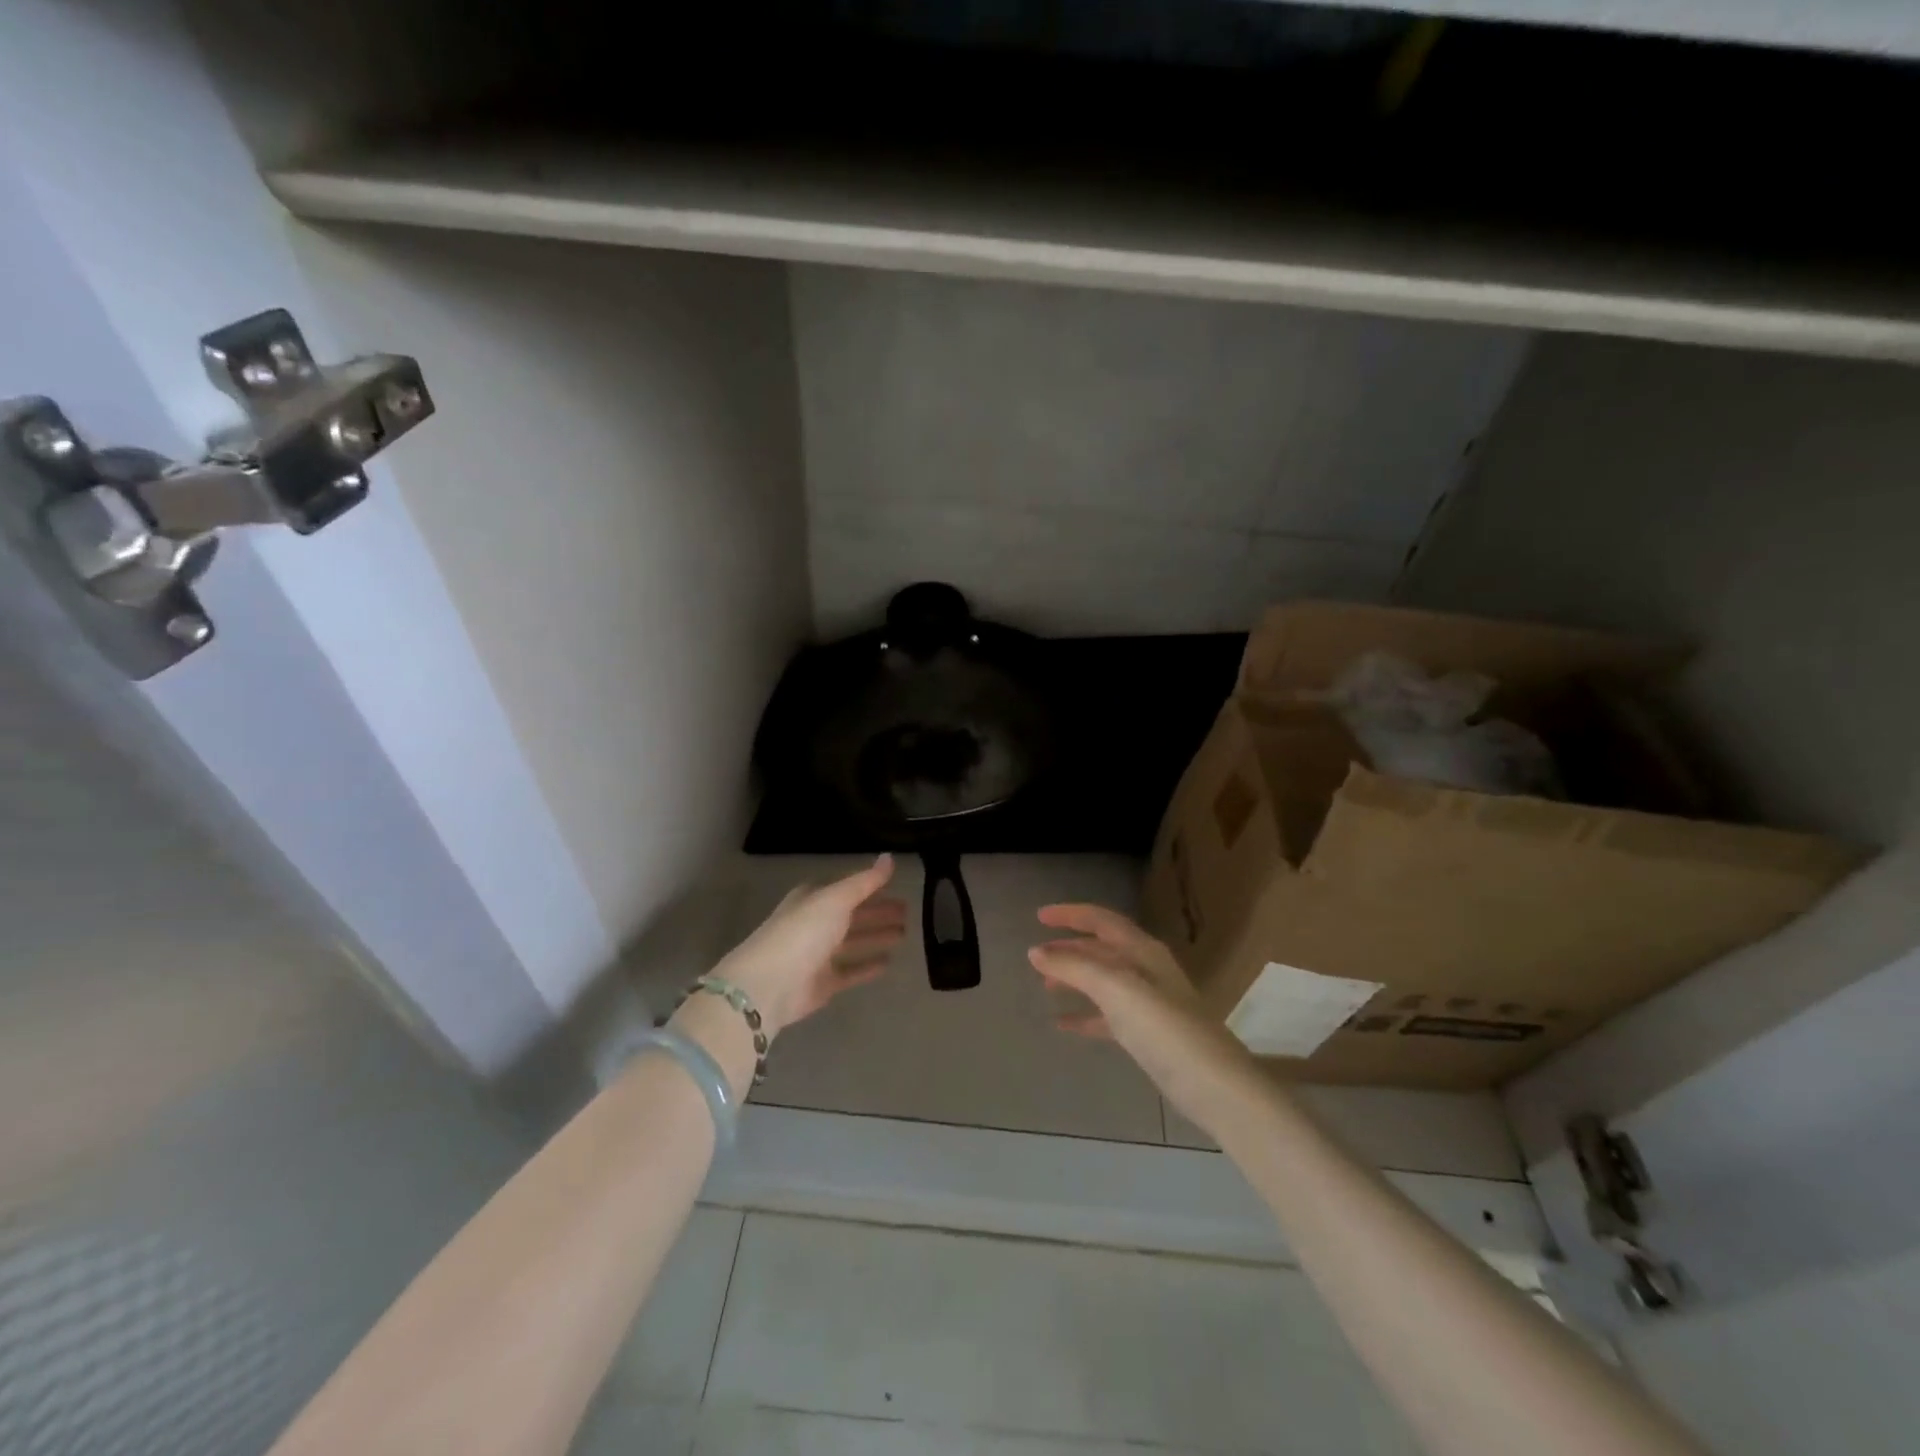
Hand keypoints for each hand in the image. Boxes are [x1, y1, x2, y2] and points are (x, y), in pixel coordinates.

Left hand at [711, 855, 906, 1038]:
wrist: (769, 985)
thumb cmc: (802, 932)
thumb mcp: (836, 899)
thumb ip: (865, 881)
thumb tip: (889, 857)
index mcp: (814, 899)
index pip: (848, 889)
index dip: (872, 887)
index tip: (897, 886)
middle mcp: (815, 924)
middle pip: (853, 915)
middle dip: (878, 912)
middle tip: (908, 911)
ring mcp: (818, 955)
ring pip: (853, 942)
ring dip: (876, 936)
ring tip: (904, 933)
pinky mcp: (823, 984)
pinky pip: (851, 971)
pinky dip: (867, 966)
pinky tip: (888, 962)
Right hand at [1029, 903, 1262, 1128]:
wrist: (1215, 1087)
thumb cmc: (1165, 1029)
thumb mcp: (1116, 990)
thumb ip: (1075, 967)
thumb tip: (1036, 951)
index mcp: (1143, 951)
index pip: (1102, 919)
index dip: (1070, 914)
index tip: (1039, 916)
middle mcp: (1147, 970)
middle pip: (1102, 948)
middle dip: (1069, 948)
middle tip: (1037, 956)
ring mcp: (1150, 1004)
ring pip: (1104, 981)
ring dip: (1075, 978)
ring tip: (1046, 985)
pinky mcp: (1149, 1036)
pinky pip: (1109, 1016)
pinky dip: (1086, 1015)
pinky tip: (1063, 1025)